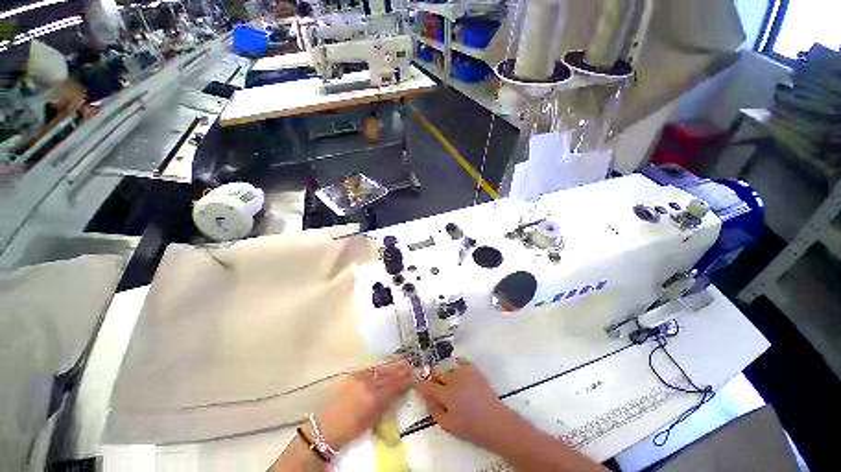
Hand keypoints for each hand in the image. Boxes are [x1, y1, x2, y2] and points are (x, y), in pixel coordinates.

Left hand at [312, 359, 412, 449]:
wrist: (326, 426)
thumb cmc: (350, 429)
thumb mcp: (371, 421)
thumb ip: (386, 405)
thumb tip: (398, 394)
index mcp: (374, 398)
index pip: (394, 386)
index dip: (405, 380)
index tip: (414, 375)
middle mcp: (368, 384)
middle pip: (388, 375)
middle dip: (401, 370)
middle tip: (411, 364)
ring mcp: (360, 377)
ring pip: (381, 369)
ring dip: (392, 365)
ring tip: (402, 361)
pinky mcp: (353, 375)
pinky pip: (371, 368)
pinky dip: (381, 366)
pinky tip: (386, 364)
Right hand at [415, 359, 521, 450]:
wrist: (496, 422)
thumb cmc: (471, 427)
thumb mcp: (448, 425)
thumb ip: (434, 410)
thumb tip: (427, 397)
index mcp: (447, 394)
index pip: (428, 385)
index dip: (419, 384)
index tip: (415, 382)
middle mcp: (455, 379)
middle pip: (437, 372)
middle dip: (433, 379)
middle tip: (435, 388)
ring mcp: (466, 372)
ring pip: (447, 367)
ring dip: (444, 374)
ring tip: (449, 384)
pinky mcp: (474, 370)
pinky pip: (461, 361)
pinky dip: (456, 365)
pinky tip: (457, 373)